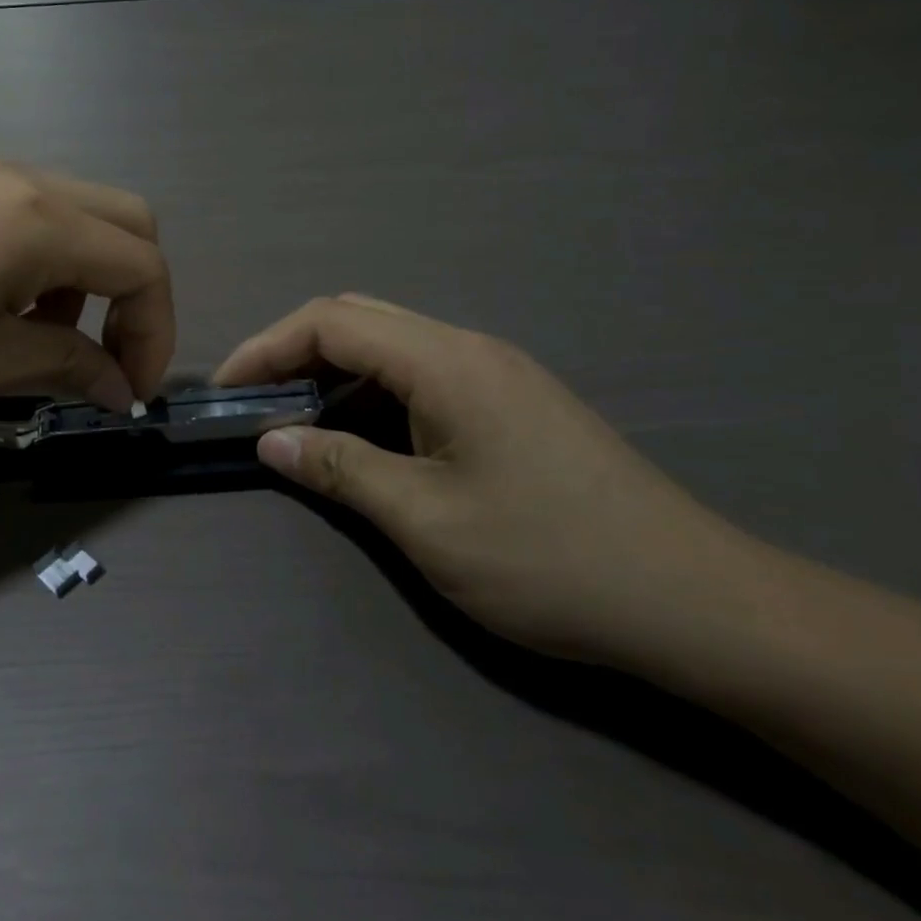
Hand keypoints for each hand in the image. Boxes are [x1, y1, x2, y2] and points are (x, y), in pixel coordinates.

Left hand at [0, 159, 174, 421]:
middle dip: (137, 296)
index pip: (143, 265)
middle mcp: (25, 180)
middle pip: (129, 223)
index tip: (133, 390)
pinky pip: (36, 214)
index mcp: (40, 221)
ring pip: (84, 215)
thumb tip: (121, 389)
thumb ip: (68, 365)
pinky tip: (8, 306)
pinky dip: (52, 262)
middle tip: (110, 358)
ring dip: (93, 278)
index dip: (155, 332)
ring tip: (49, 339)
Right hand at [215, 296, 754, 665]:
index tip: (225, 389)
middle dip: (294, 352)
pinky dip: (374, 394)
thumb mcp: (426, 520)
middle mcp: (470, 348)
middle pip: (359, 319)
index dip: (265, 347)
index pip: (330, 321)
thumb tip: (272, 440)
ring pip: (391, 346)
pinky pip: (422, 376)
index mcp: (446, 361)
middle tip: (256, 402)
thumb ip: (340, 469)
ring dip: (334, 374)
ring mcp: (497, 374)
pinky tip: (364, 439)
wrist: (696, 602)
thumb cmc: (550, 559)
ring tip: (298, 422)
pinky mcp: (512, 404)